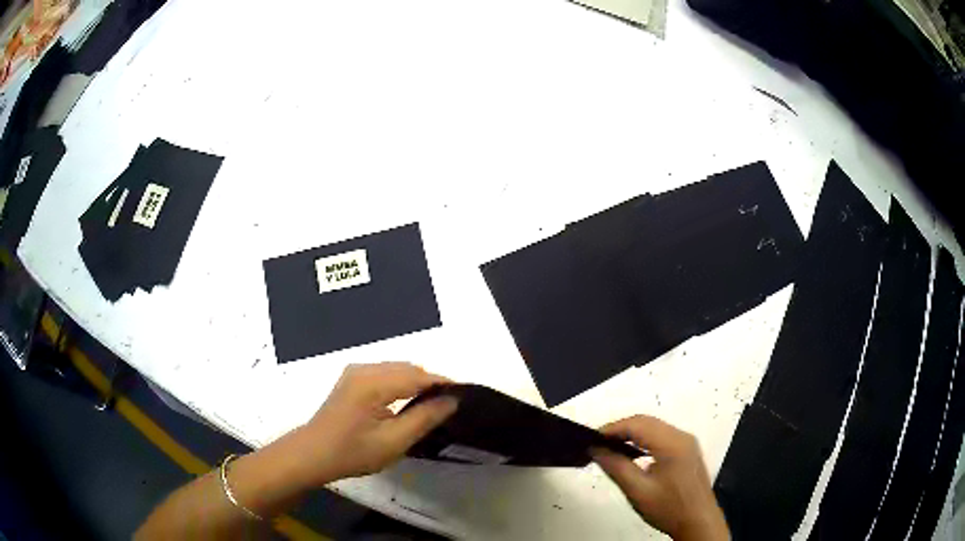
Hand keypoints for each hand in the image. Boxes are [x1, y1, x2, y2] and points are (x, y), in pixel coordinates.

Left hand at [290, 362, 457, 484]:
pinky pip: (385, 373)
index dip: (443, 383)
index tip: (464, 395)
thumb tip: (451, 400)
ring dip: (416, 382)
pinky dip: (402, 382)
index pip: (418, 376)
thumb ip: (424, 418)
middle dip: (430, 382)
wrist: (313, 454)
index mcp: (373, 383)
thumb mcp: (394, 442)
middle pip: (408, 368)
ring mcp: (355, 372)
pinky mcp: (352, 378)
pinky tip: (407, 401)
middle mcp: (364, 369)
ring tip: (432, 404)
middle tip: (449, 405)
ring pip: (397, 369)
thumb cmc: (353, 452)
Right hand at [592, 415, 728, 540]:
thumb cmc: (669, 509)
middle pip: (646, 422)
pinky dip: (643, 440)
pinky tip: (631, 454)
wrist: (698, 523)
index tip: (591, 439)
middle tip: (597, 444)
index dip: (612, 428)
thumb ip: (616, 467)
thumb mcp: (638, 491)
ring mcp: (687, 443)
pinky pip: (661, 437)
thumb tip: (596, 449)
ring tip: (609, 448)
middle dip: (620, 429)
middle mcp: (682, 437)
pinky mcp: (687, 452)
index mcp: (672, 443)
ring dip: (631, 434)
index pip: (637, 424)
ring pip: (654, 428)